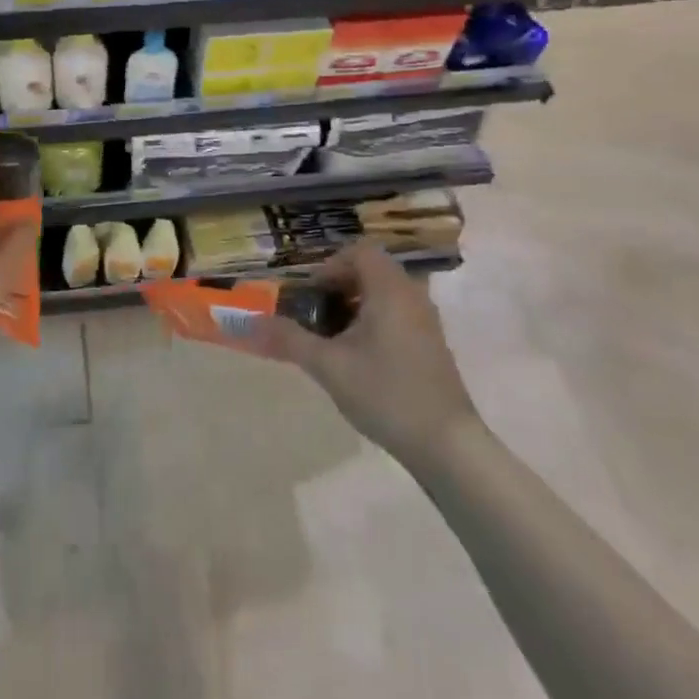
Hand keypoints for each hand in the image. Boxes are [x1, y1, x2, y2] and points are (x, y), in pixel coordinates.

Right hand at [246, 241, 479, 461]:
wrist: (447, 446)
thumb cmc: (386, 393)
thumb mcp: (329, 366)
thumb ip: (290, 339)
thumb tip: (251, 322)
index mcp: (390, 289)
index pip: (360, 252)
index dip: (330, 266)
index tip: (311, 294)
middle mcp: (412, 296)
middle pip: (371, 271)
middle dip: (339, 286)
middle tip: (316, 314)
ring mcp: (426, 322)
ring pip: (385, 295)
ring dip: (355, 306)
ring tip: (332, 338)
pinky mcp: (432, 346)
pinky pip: (397, 315)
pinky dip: (374, 322)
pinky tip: (359, 358)